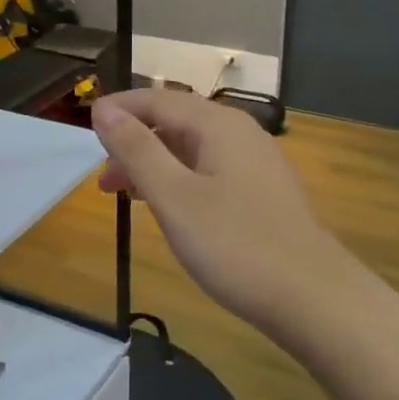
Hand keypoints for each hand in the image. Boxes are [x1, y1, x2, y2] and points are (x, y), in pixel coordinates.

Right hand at [92, 90, 359, 335]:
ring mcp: (256, 163)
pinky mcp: (263, 192)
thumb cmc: (235, 245)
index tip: (85, 125)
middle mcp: (240, 133)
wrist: (314, 299)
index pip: (158, 100)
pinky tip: (170, 208)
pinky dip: (180, 179)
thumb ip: (137, 149)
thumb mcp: (174, 196)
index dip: (119, 109)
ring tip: (127, 195)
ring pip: (192, 149)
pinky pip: (210, 170)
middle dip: (134, 141)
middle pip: (175, 121)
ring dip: (155, 163)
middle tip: (103, 177)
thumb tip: (103, 109)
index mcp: (217, 125)